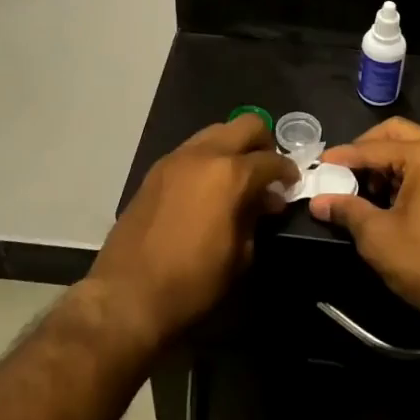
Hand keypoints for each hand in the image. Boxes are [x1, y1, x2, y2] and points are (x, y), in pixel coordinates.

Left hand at [88, 114, 294, 349]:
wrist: (128, 293)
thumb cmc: (193, 281)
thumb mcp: (239, 255)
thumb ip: (255, 217)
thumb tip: (266, 200)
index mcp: (230, 174)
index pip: (271, 160)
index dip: (287, 172)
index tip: (292, 184)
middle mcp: (204, 154)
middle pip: (246, 125)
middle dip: (263, 143)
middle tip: (267, 172)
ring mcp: (176, 158)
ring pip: (216, 132)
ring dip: (233, 147)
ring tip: (238, 178)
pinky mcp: (157, 169)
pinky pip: (192, 150)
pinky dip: (208, 158)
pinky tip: (209, 187)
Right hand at [309, 117, 419, 326]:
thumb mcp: (378, 236)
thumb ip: (347, 210)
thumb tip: (318, 202)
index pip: (376, 147)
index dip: (345, 155)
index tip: (321, 163)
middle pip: (399, 133)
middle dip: (368, 148)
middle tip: (345, 168)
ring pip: (417, 148)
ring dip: (388, 161)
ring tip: (367, 188)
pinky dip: (409, 172)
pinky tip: (392, 198)